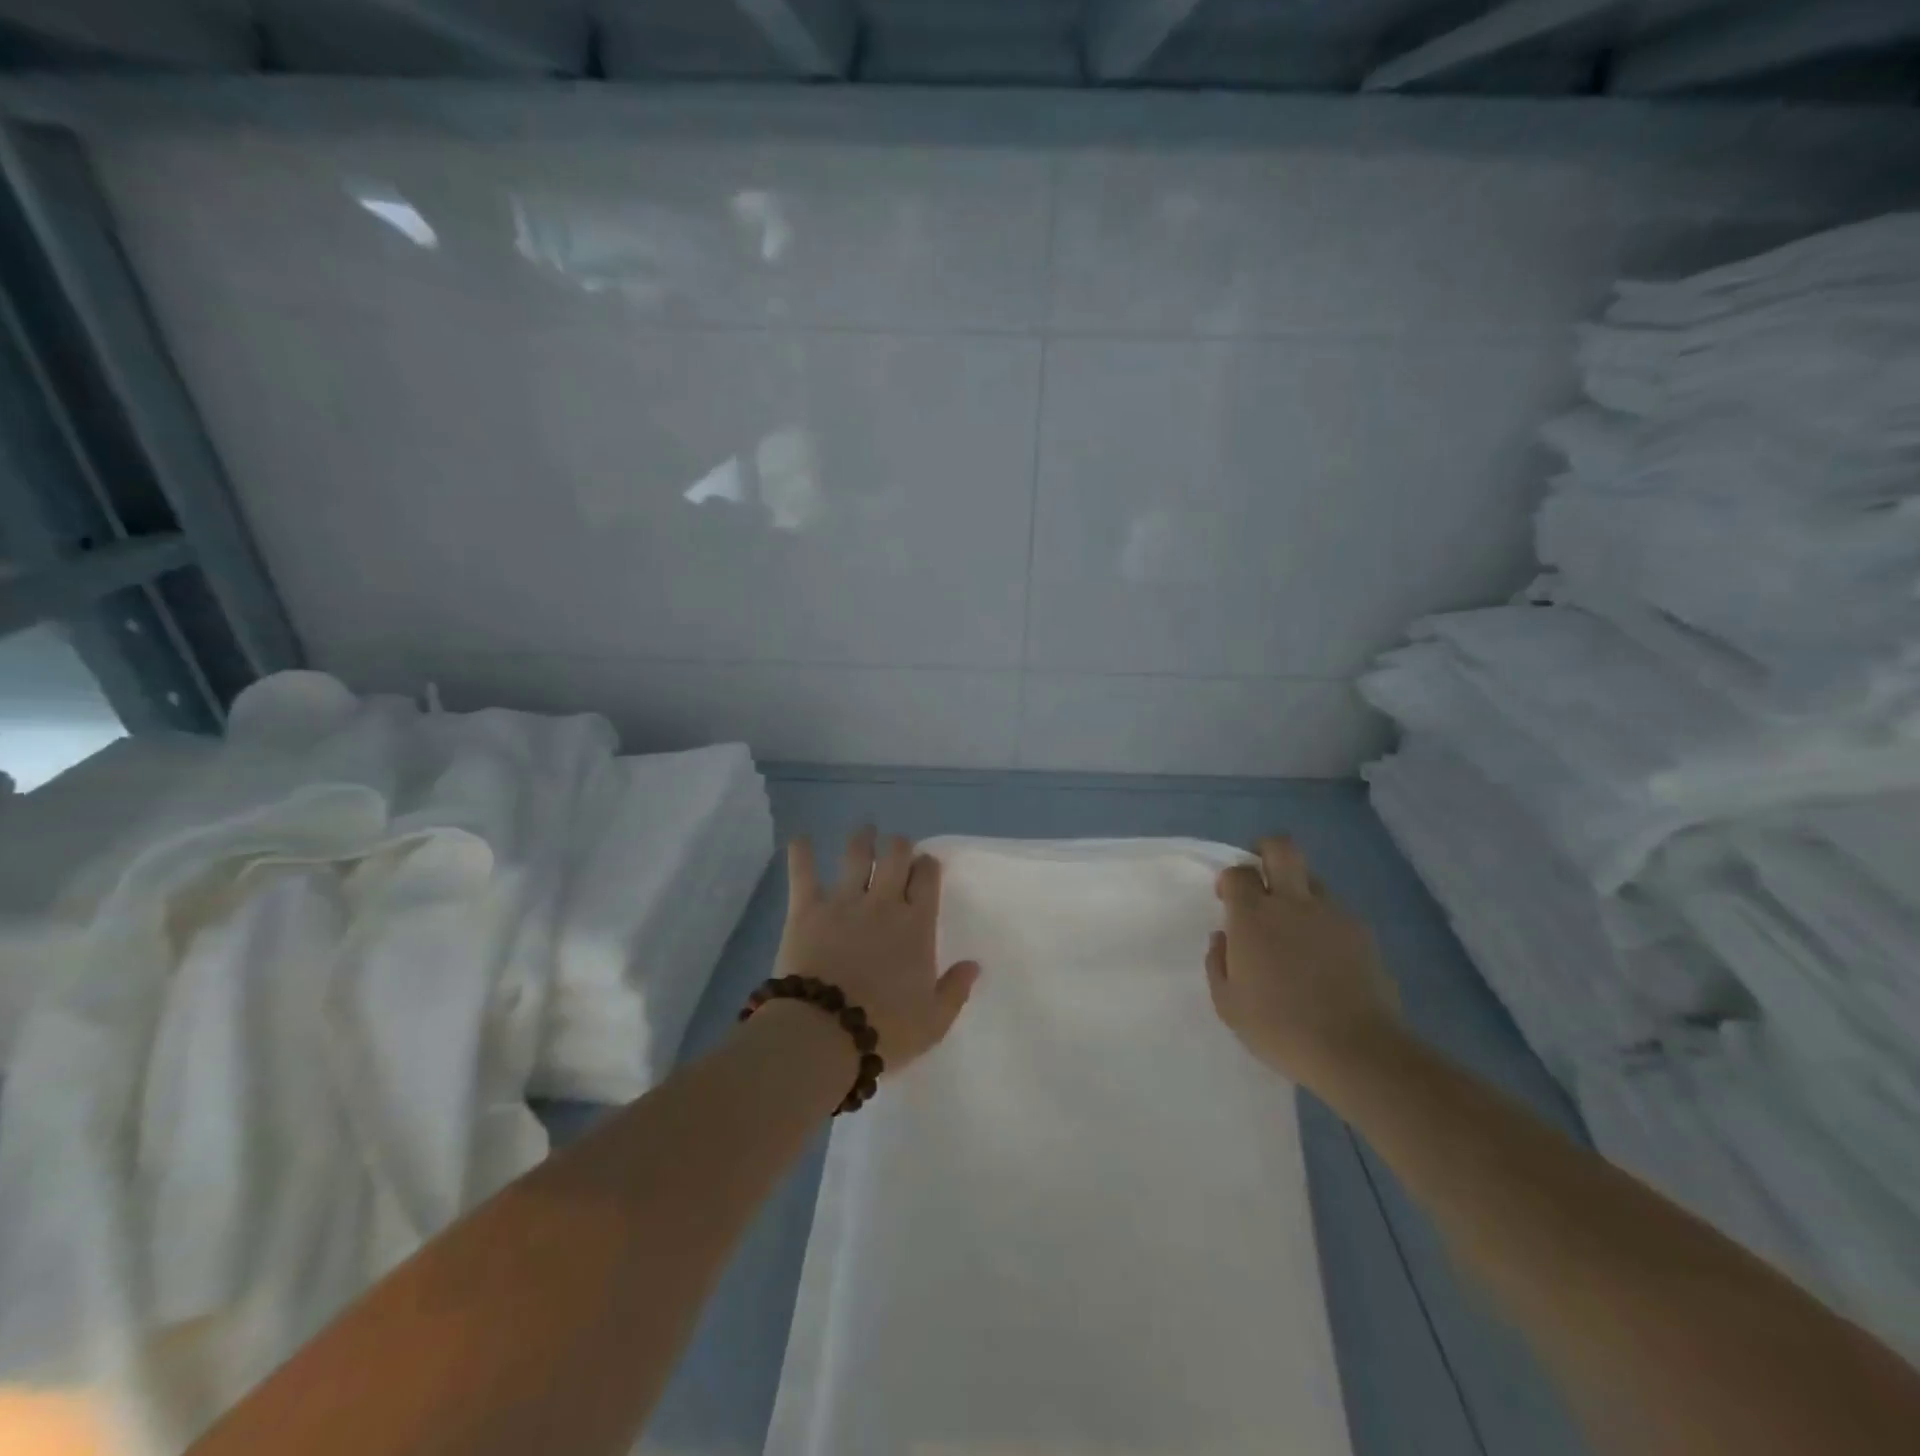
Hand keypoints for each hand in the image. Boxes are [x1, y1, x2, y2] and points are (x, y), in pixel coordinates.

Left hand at [777, 827, 980, 1071]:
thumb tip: (974, 965)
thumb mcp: (933, 1021)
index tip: (926, 867)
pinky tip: (800, 839)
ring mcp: (844, 901)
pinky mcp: (807, 908)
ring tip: (865, 831)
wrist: (824, 1034)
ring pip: (857, 854)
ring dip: (863, 838)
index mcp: (917, 925)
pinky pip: (803, 872)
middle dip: (900, 845)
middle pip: (897, 855)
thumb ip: (955, 989)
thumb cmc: (884, 1030)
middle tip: (898, 847)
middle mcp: (884, 903)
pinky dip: (801, 852)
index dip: (928, 866)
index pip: (929, 878)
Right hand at [1207, 836, 1400, 1090]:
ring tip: (1294, 926)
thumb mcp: (1228, 1004)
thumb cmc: (1279, 1028)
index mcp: (1253, 917)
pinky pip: (1335, 912)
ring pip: (1312, 880)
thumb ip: (1218, 963)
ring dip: (1297, 891)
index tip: (1228, 898)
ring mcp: (1332, 914)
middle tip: (1260, 875)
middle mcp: (1292, 903)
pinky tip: (1322, 955)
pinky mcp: (1362, 933)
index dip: (1231, 880)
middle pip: (1281, 849)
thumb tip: (1223, 938)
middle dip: (1266, 850)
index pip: (1238, 872)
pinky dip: (1323, 922)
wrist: (1355, 1050)